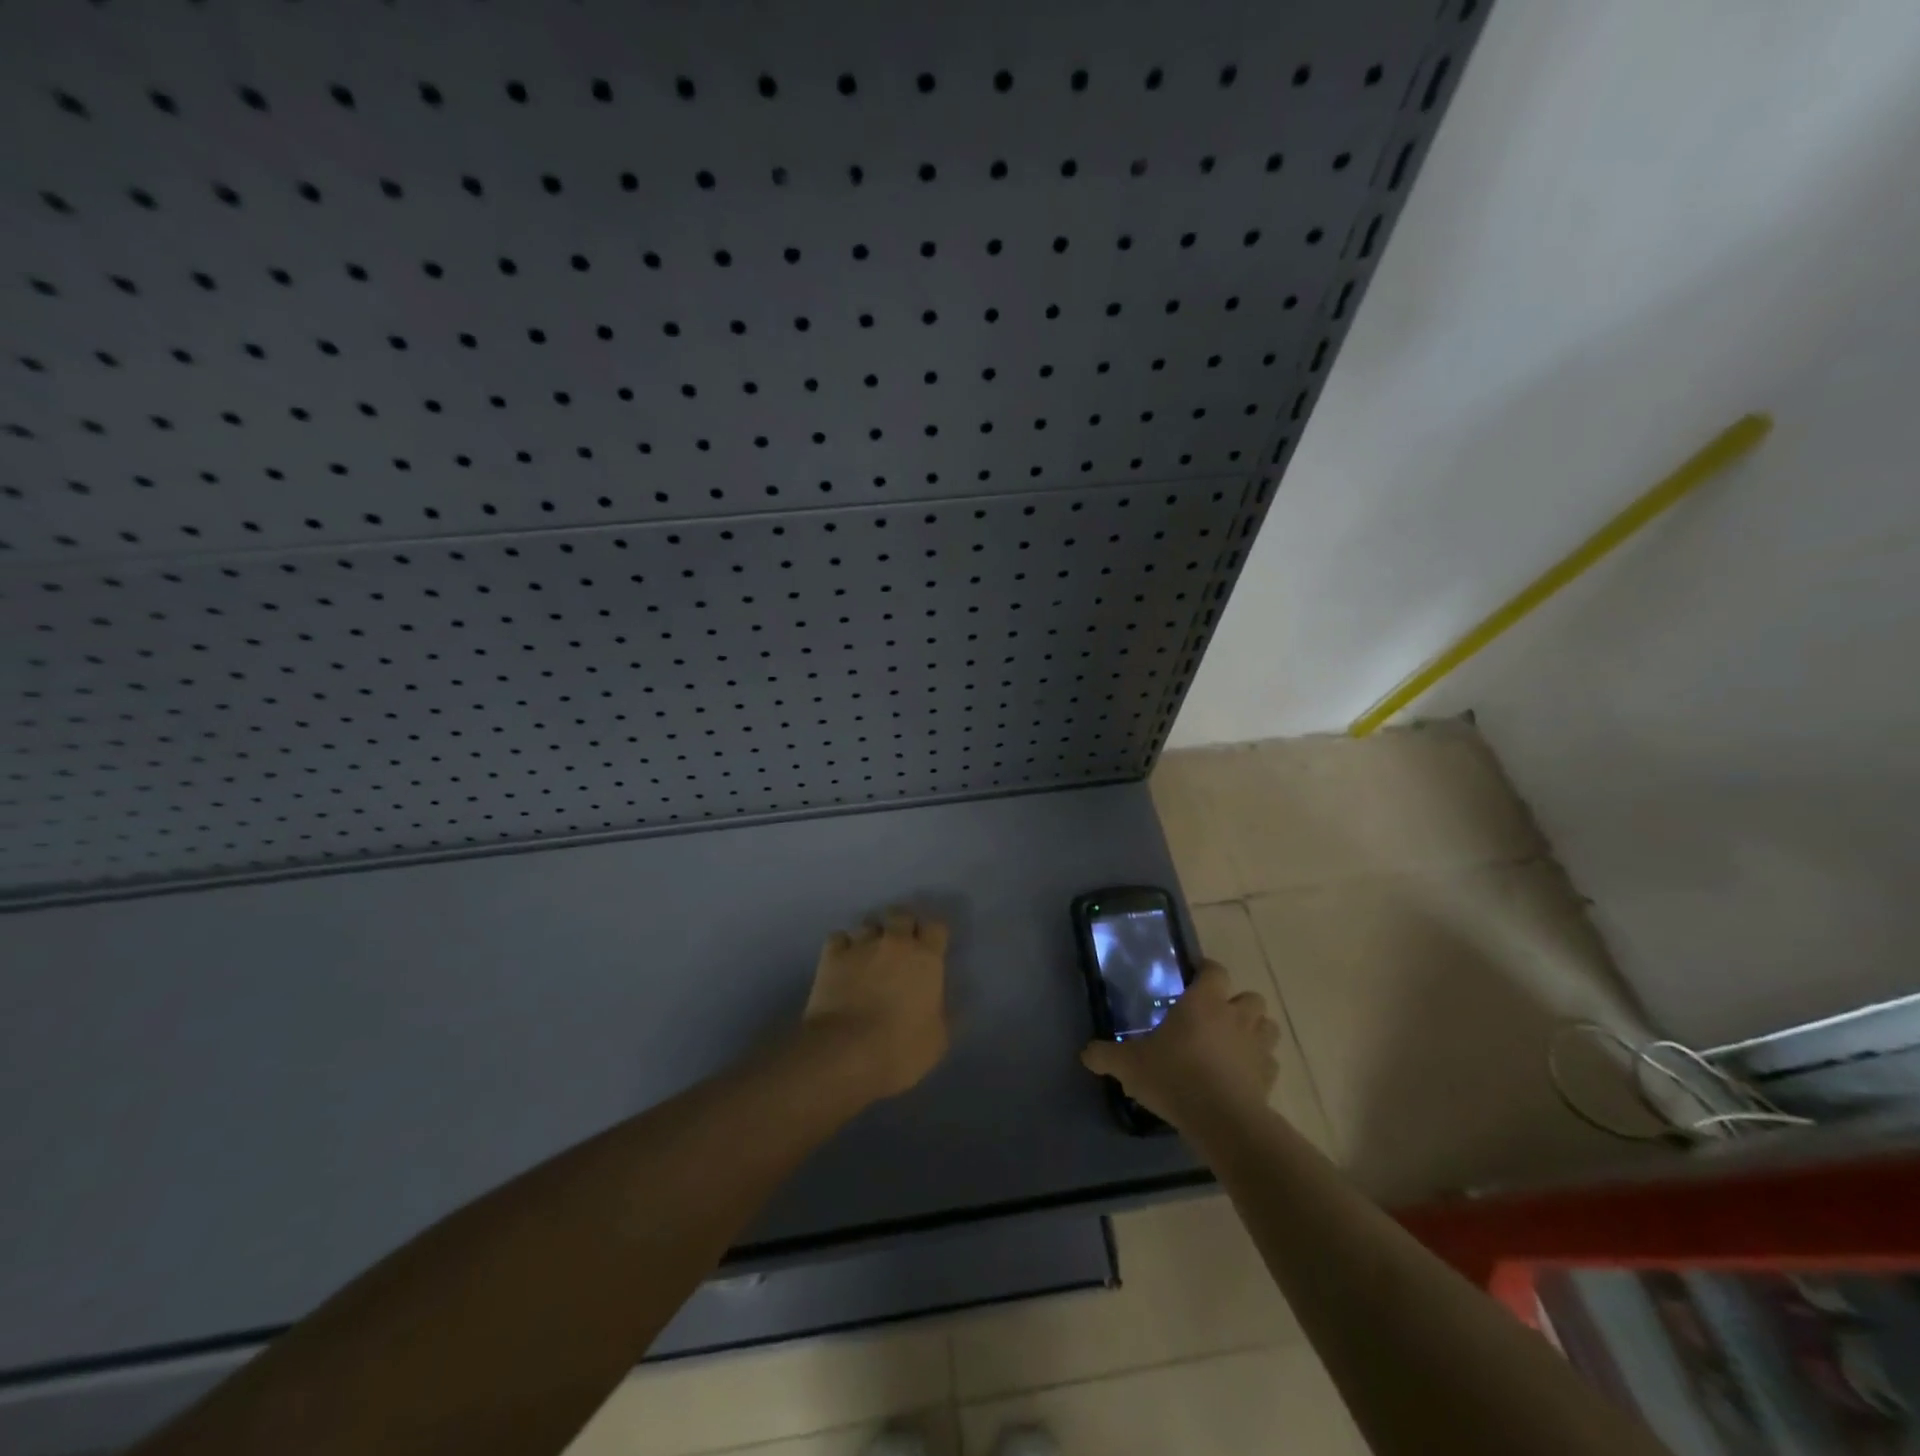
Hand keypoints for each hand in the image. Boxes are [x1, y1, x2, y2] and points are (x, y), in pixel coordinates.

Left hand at [803, 907, 950, 1098]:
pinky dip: (842, 946)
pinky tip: (843, 960)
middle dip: (902, 926)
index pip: (937, 927)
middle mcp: (895, 942)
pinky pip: (839, 937)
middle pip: (901, 915)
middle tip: (900, 946)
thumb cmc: (900, 1049)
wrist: (844, 1052)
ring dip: (872, 935)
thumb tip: (948, 1002)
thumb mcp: (938, 1040)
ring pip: (869, 923)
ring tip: (869, 953)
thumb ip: (945, 1014)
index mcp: (926, 958)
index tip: (931, 950)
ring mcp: (861, 945)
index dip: (933, 936)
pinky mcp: (832, 955)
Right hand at [1081, 961, 1280, 1130]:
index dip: (1206, 972)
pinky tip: (1241, 1077)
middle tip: (1213, 1018)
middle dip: (1235, 1004)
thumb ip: (1106, 1055)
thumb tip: (1086, 1052)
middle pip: (1249, 996)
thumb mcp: (1129, 1065)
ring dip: (1253, 1030)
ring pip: (1266, 1026)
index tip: (1193, 981)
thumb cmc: (1175, 1076)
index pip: (1214, 970)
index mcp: (1203, 1001)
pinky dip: (1259, 1065)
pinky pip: (1269, 1062)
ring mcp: (1258, 1046)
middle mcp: (1235, 1015)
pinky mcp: (1270, 1076)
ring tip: (1232, 1045)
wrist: (1222, 1120)